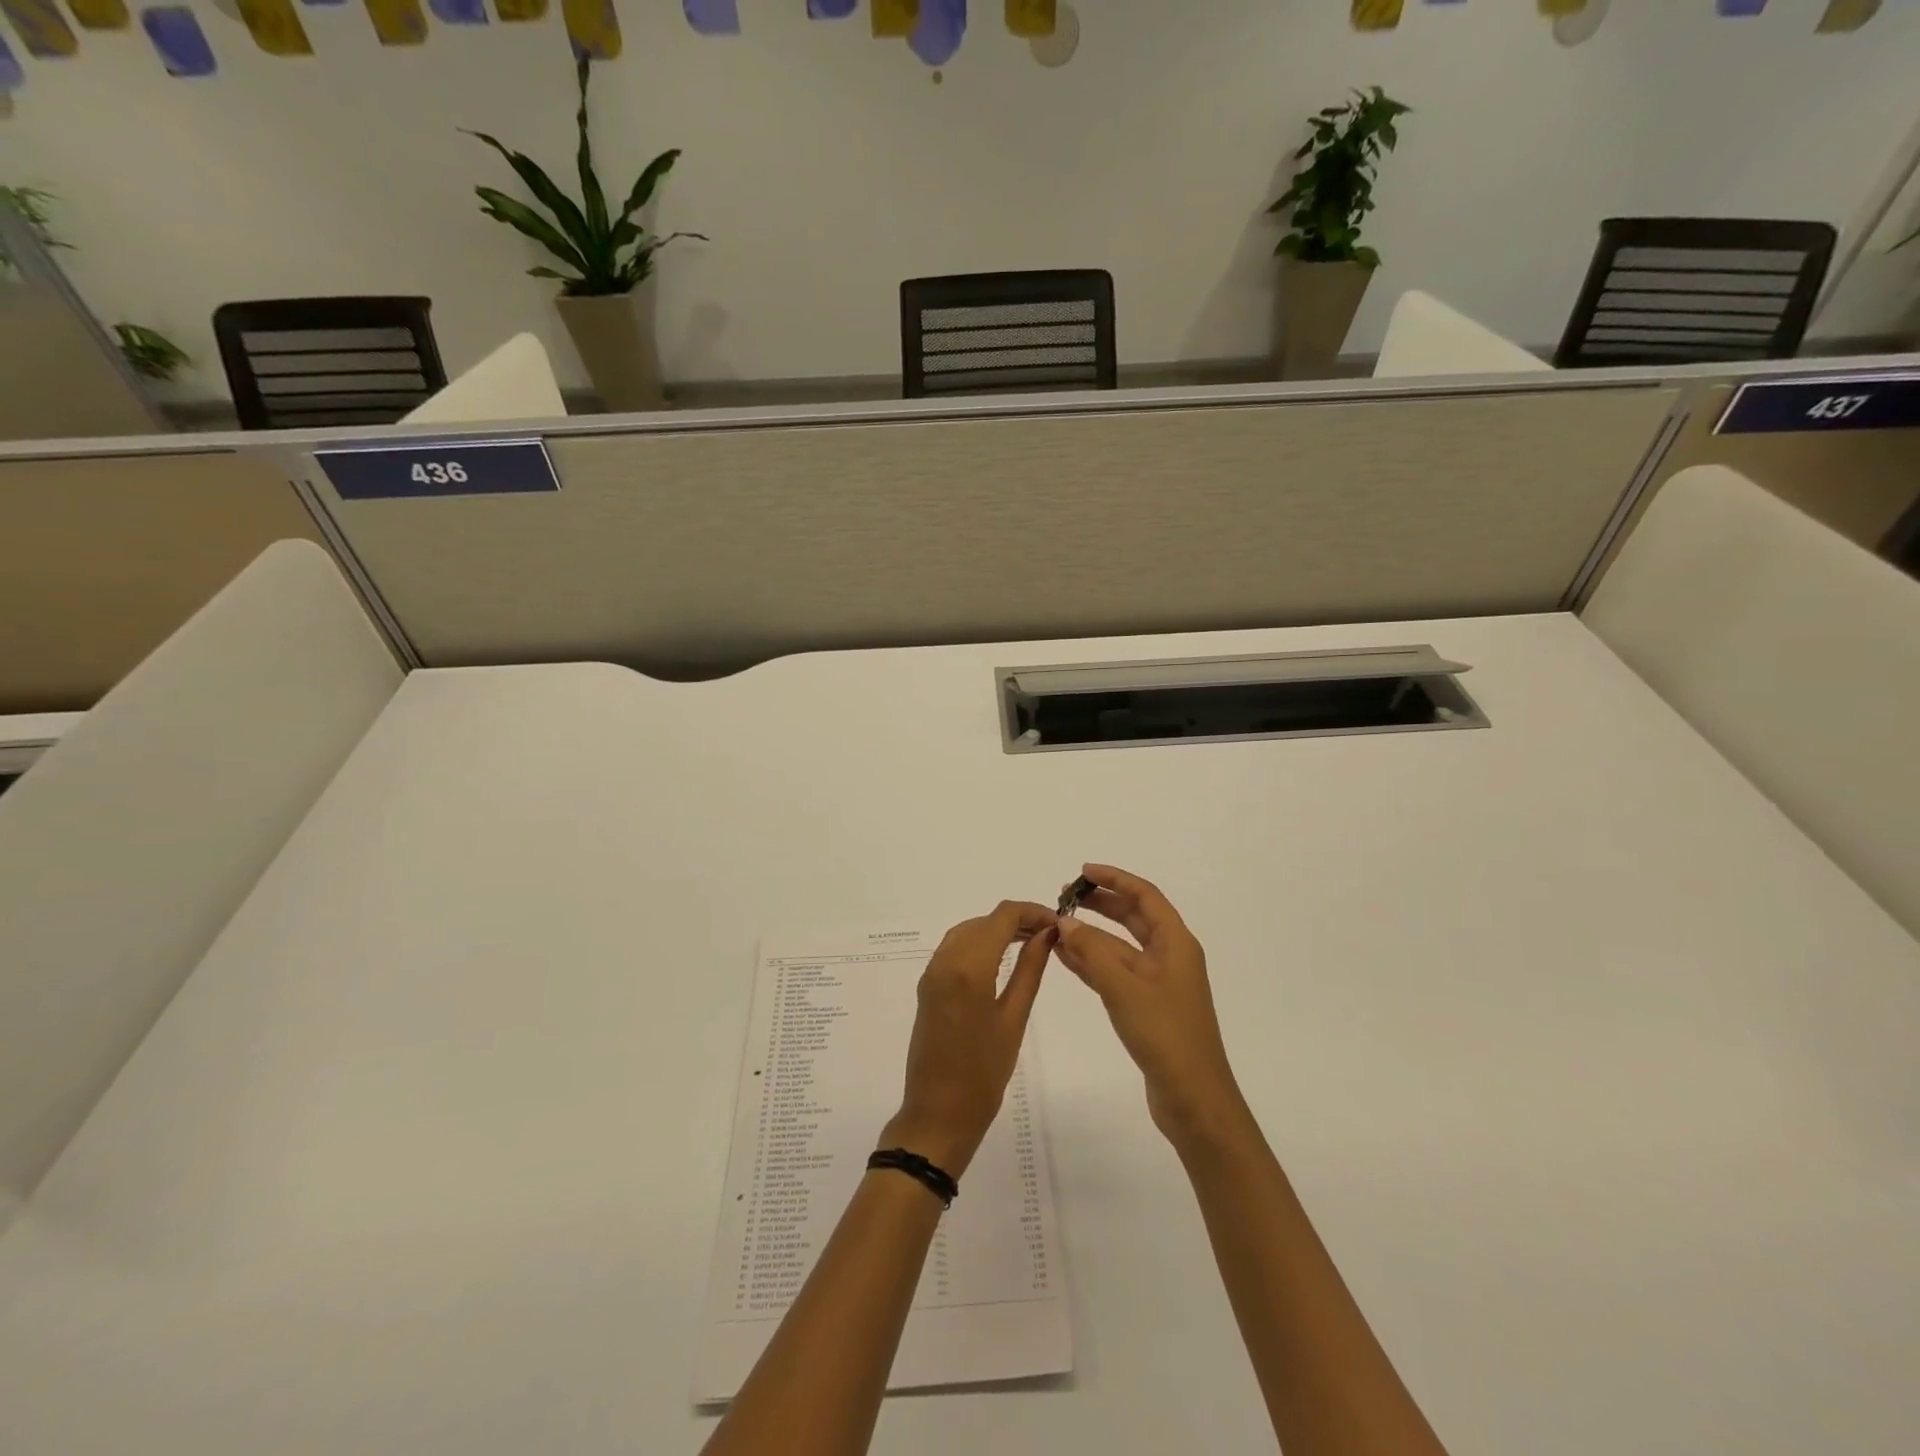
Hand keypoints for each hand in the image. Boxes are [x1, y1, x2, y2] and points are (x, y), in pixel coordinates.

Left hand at [881, 901, 1056, 1177]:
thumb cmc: (984, 1073)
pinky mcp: (927, 985)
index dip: (1033, 911)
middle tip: (1050, 936)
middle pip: (984, 920)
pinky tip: (1001, 958)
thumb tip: (1047, 934)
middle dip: (1017, 920)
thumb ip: (1030, 969)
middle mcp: (945, 960)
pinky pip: (954, 948)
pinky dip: (979, 943)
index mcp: (969, 967)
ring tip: (1030, 943)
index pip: (1003, 916)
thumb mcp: (1014, 1018)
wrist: (938, 1113)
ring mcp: (932, 972)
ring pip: (967, 931)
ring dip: (997, 929)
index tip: (1059, 923)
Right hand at [1053, 864, 1248, 1147]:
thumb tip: (1065, 921)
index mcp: (1176, 944)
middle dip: (1101, 904)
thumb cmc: (1166, 1036)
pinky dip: (1092, 963)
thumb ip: (1092, 952)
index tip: (1083, 872)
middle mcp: (1170, 957)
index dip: (1115, 879)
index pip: (1145, 896)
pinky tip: (1066, 958)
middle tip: (1065, 897)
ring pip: (1120, 948)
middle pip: (1134, 918)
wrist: (1194, 1100)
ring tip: (1058, 925)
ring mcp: (1158, 984)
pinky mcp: (1147, 1008)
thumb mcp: (1124, 988)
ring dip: (1092, 935)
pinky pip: (1115, 974)